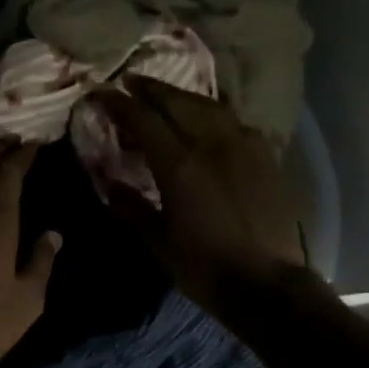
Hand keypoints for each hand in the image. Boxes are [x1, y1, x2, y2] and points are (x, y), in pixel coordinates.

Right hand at [95, 79, 306, 308]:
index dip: (119, 102)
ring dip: (182, 96)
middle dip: (150, 89)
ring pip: (209, 105)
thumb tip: (109, 183)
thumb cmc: (206, 268)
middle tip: (130, 83)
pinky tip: (208, 123)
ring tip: (166, 97)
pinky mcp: (266, 156)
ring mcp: (244, 146)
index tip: (100, 93)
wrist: (268, 284)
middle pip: (177, 101)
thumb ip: (132, 208)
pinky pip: (234, 122)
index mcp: (180, 164)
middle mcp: (213, 143)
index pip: (143, 118)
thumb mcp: (159, 243)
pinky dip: (213, 114)